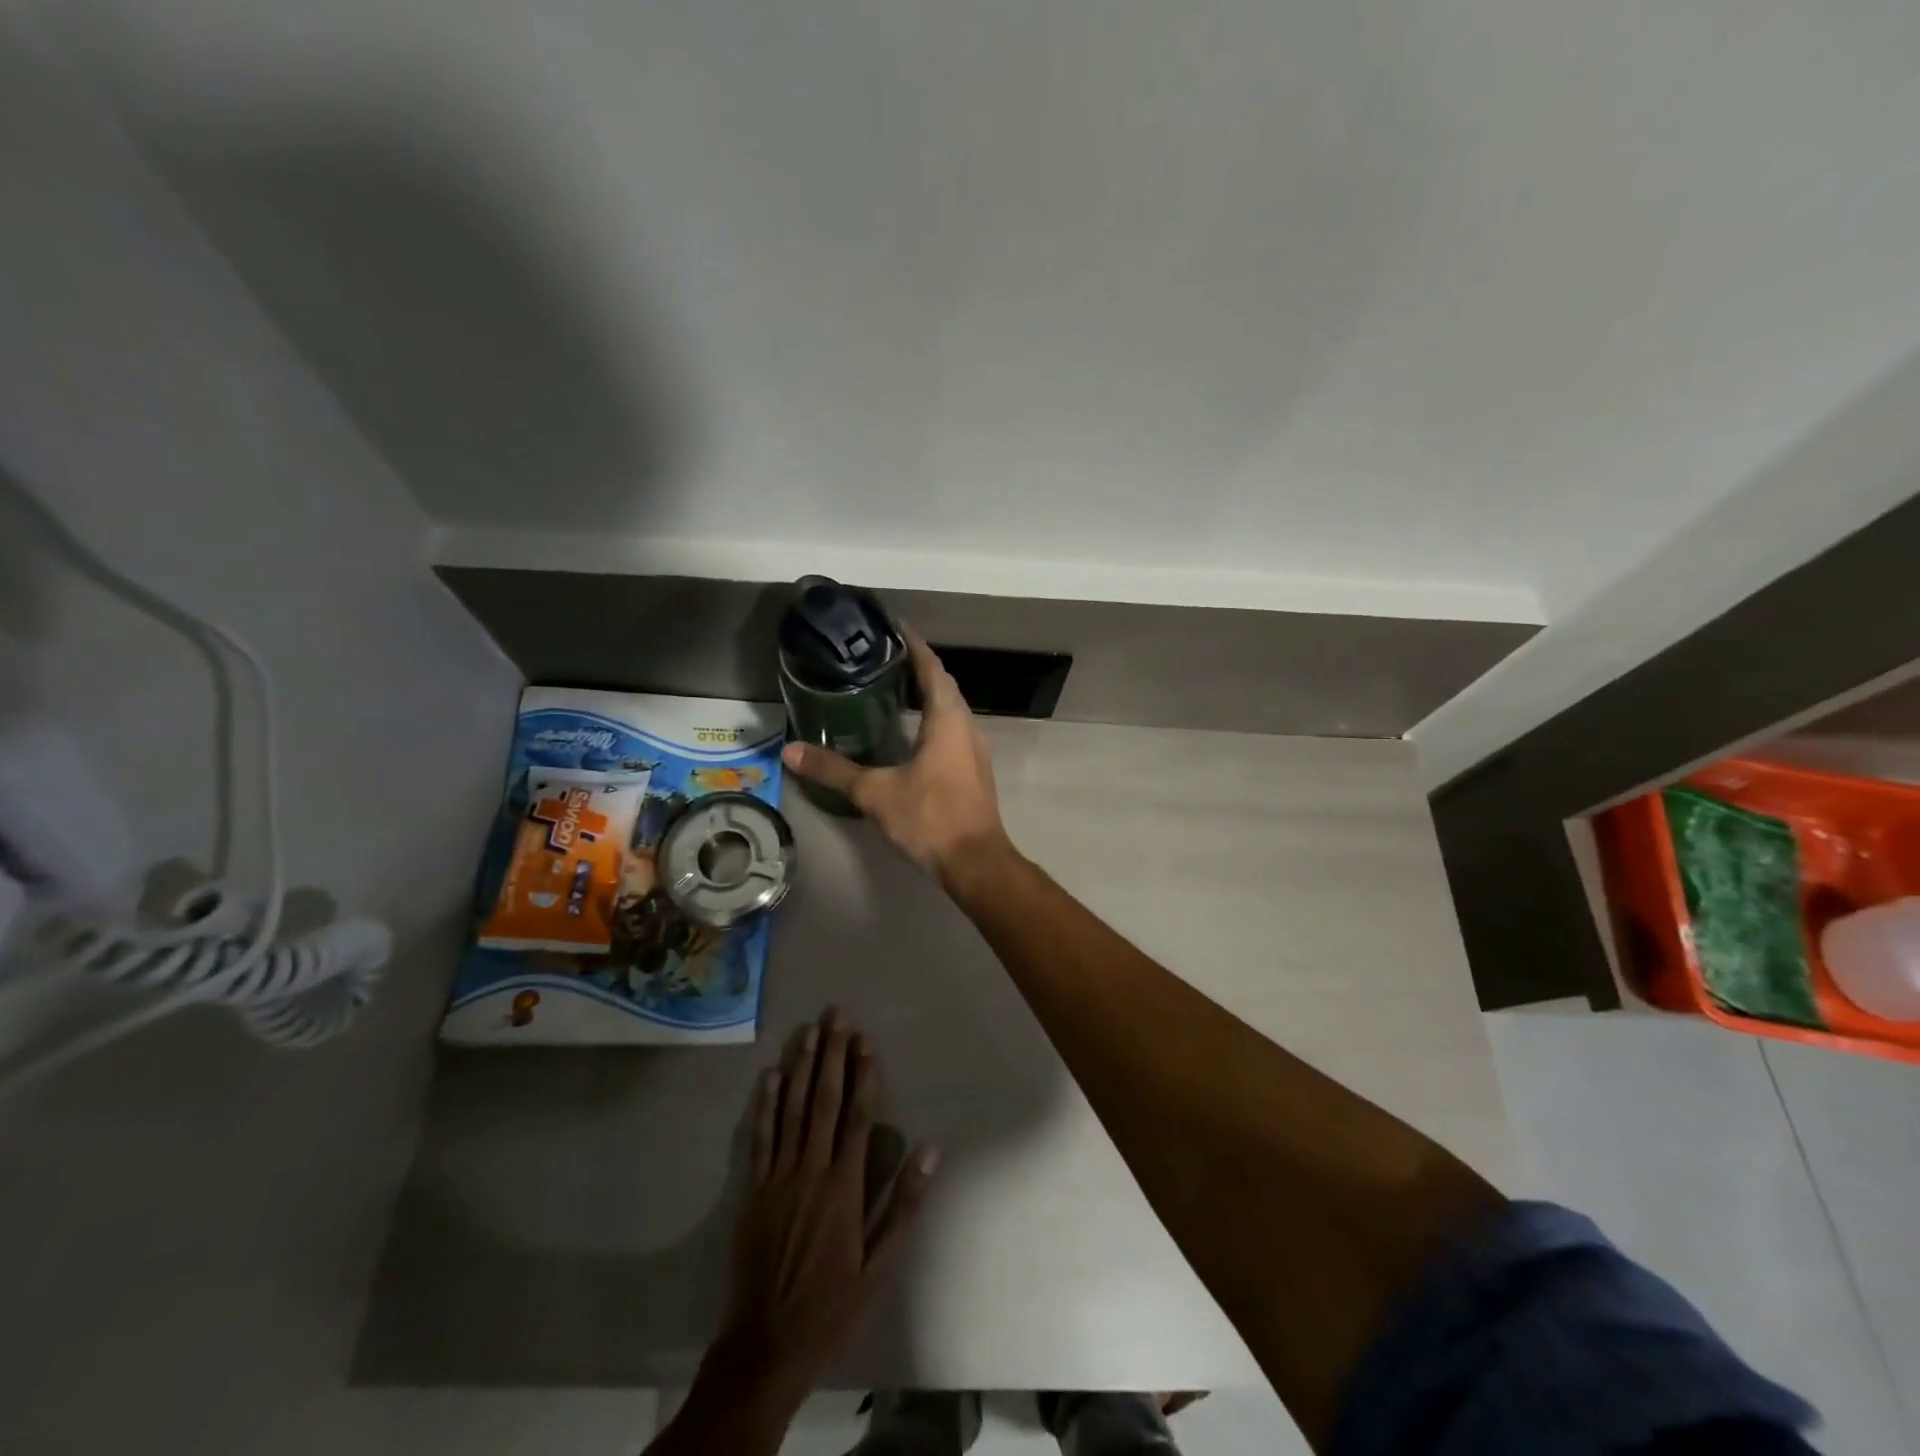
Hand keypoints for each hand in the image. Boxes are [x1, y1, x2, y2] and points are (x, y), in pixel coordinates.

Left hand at [710, 1009, 939, 1407]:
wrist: (767, 1345)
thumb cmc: (833, 1306)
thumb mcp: (880, 1266)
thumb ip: (904, 1204)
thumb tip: (931, 1150)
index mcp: (844, 1186)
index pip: (857, 1117)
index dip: (863, 1074)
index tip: (865, 1040)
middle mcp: (811, 1170)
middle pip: (824, 1101)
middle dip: (831, 1055)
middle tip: (836, 1016)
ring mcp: (778, 1178)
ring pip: (792, 1110)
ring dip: (801, 1067)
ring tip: (808, 1031)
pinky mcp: (753, 1191)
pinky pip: (760, 1138)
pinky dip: (766, 1105)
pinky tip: (770, 1076)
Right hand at [782, 630, 1009, 881]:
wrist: (975, 862)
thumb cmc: (929, 818)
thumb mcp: (875, 793)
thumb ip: (833, 770)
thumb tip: (789, 751)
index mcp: (947, 718)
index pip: (931, 667)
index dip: (912, 644)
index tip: (890, 626)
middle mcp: (966, 725)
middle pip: (941, 683)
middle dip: (914, 666)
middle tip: (878, 657)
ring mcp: (973, 747)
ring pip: (948, 707)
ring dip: (923, 692)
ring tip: (888, 687)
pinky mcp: (972, 768)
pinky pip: (950, 728)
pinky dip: (929, 717)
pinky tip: (906, 731)